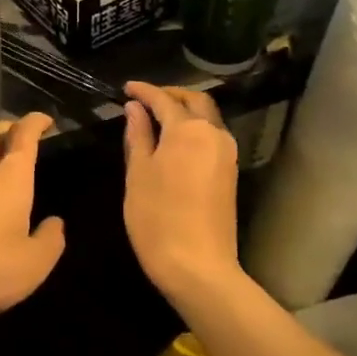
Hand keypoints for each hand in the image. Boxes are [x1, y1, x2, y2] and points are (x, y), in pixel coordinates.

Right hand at [122, 82, 240, 294]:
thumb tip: (135, 108)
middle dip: (170, 95)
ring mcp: (227, 155)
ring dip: (184, 112)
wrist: (198, 267)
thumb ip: (138, 136)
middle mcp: (214, 134)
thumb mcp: (138, 174)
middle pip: (195, 102)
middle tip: (145, 99)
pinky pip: (211, 137)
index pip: (164, 99)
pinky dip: (193, 129)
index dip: (144, 91)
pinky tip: (173, 141)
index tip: (126, 88)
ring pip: (207, 118)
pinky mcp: (230, 174)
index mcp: (188, 130)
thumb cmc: (157, 218)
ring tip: (156, 119)